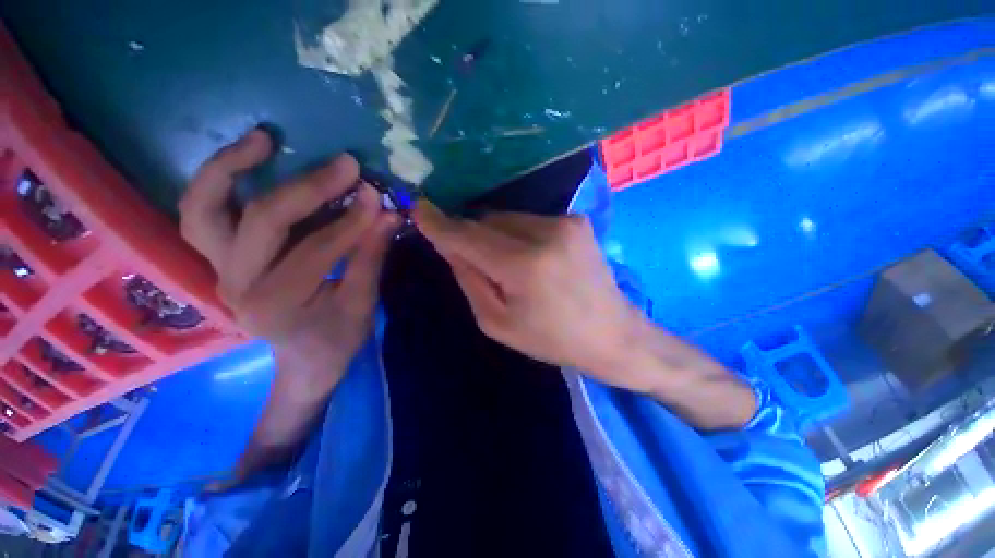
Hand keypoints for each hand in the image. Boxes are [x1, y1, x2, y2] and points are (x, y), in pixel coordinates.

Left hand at [179, 129, 400, 392]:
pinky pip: (203, 213)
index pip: (316, 250)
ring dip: (229, 168)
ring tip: (263, 139)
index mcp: (278, 304)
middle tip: (346, 165)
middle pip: (262, 222)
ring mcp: (219, 270)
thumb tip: (388, 214)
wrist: (304, 360)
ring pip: (203, 209)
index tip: (377, 196)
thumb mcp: (363, 303)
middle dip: (308, 189)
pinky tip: (246, 159)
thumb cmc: (338, 338)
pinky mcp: (218, 260)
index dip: (350, 221)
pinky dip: (217, 182)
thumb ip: (371, 255)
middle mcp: (237, 285)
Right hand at [415, 201, 756, 428]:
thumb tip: (450, 246)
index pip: (468, 237)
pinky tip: (533, 260)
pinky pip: (529, 221)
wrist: (612, 333)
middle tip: (477, 264)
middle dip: (472, 237)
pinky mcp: (576, 219)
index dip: (440, 224)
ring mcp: (565, 221)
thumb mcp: (498, 322)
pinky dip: (519, 235)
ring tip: (511, 267)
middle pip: (487, 222)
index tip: (418, 209)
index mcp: (524, 266)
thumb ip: (469, 279)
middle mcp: (546, 233)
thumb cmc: (551, 339)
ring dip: (496, 236)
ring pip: (507, 218)